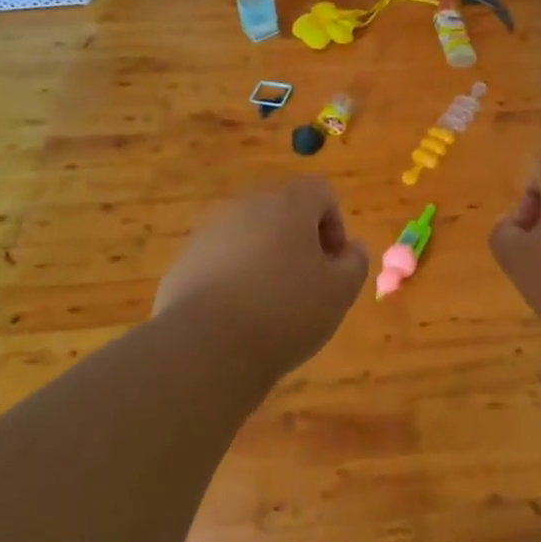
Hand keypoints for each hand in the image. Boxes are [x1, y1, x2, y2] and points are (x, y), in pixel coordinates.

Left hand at [154, 177, 369, 376]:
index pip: (321, 192)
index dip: (335, 225)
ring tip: (272, 307)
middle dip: (300, 242)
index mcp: (288, 204)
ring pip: (251, 237)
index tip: (333, 265)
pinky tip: (238, 318)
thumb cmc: (286, 312)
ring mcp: (210, 233)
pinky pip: (221, 262)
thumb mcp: (340, 292)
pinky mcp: (184, 262)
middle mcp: (247, 207)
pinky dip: (235, 280)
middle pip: (283, 212)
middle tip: (308, 285)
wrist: (205, 349)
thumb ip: (356, 263)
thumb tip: (352, 248)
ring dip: (266, 260)